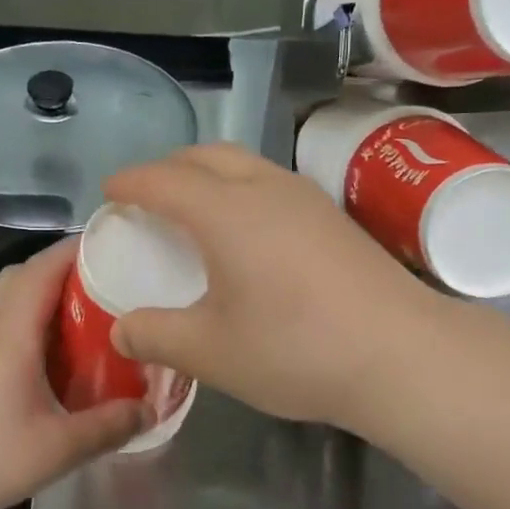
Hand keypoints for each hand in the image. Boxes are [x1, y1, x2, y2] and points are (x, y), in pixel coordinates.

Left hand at [0, 240, 147, 508]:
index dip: (78, 249)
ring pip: (5, 298)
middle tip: (103, 286)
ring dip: (41, 295)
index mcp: (11, 332)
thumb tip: (151, 408)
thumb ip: (109, 426)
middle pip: (22, 274)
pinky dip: (25, 321)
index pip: (44, 267)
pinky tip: (45, 358)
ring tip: (81, 319)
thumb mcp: (58, 449)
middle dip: (62, 269)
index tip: (116, 246)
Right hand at [105, 144, 438, 428]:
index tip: (109, 192)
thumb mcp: (211, 351)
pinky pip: (271, 183)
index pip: (163, 179)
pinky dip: (241, 190)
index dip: (130, 182)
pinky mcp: (333, 216)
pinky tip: (248, 233)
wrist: (400, 353)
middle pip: (206, 155)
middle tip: (148, 197)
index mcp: (225, 211)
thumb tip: (121, 331)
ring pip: (244, 164)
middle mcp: (264, 188)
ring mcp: (305, 198)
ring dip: (210, 174)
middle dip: (169, 167)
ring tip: (195, 211)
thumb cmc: (295, 348)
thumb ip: (156, 336)